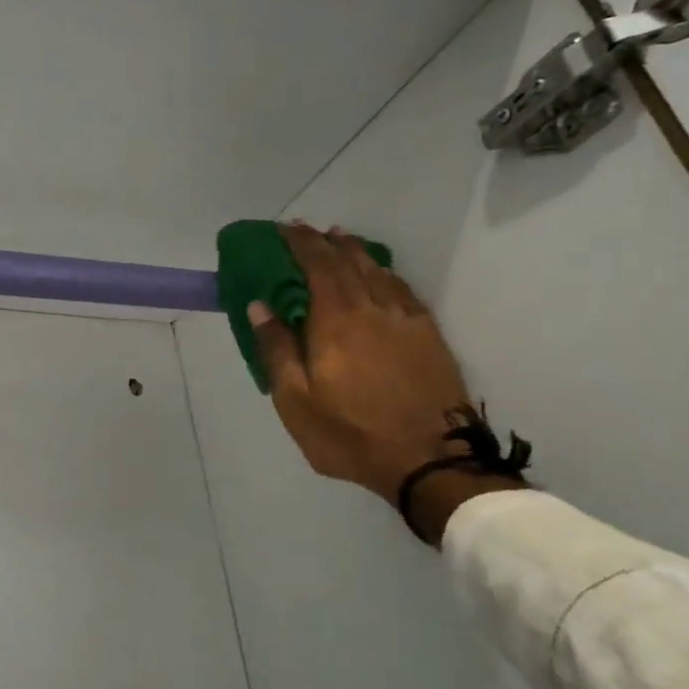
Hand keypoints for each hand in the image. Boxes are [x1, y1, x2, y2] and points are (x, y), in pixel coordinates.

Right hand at [250, 225, 521, 541]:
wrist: (429, 459)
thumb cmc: (350, 433)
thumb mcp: (295, 401)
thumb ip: (276, 349)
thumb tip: (259, 306)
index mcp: (335, 321)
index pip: (316, 265)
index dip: (300, 243)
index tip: (284, 229)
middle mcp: (371, 308)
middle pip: (348, 261)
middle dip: (324, 241)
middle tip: (307, 230)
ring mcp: (405, 319)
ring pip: (378, 271)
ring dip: (355, 251)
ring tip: (340, 239)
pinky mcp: (428, 334)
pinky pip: (402, 288)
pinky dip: (385, 272)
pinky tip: (380, 275)